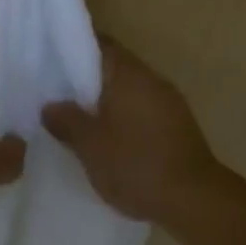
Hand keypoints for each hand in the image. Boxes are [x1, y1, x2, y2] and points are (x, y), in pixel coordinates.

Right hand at [43, 39, 221, 226]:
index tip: (51, 57)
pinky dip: (124, 116)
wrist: (195, 201)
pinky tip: (110, 138)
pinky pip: (143, 108)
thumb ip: (67, 121)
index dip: (74, 46)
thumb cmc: (136, 164)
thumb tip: (50, 105)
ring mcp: (168, 101)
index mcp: (129, 73)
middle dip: (87, 78)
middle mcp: (151, 78)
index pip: (99, 43)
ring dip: (107, 100)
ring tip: (79, 118)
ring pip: (129, 89)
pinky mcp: (178, 125)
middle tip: (58, 92)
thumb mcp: (90, 146)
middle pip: (114, 66)